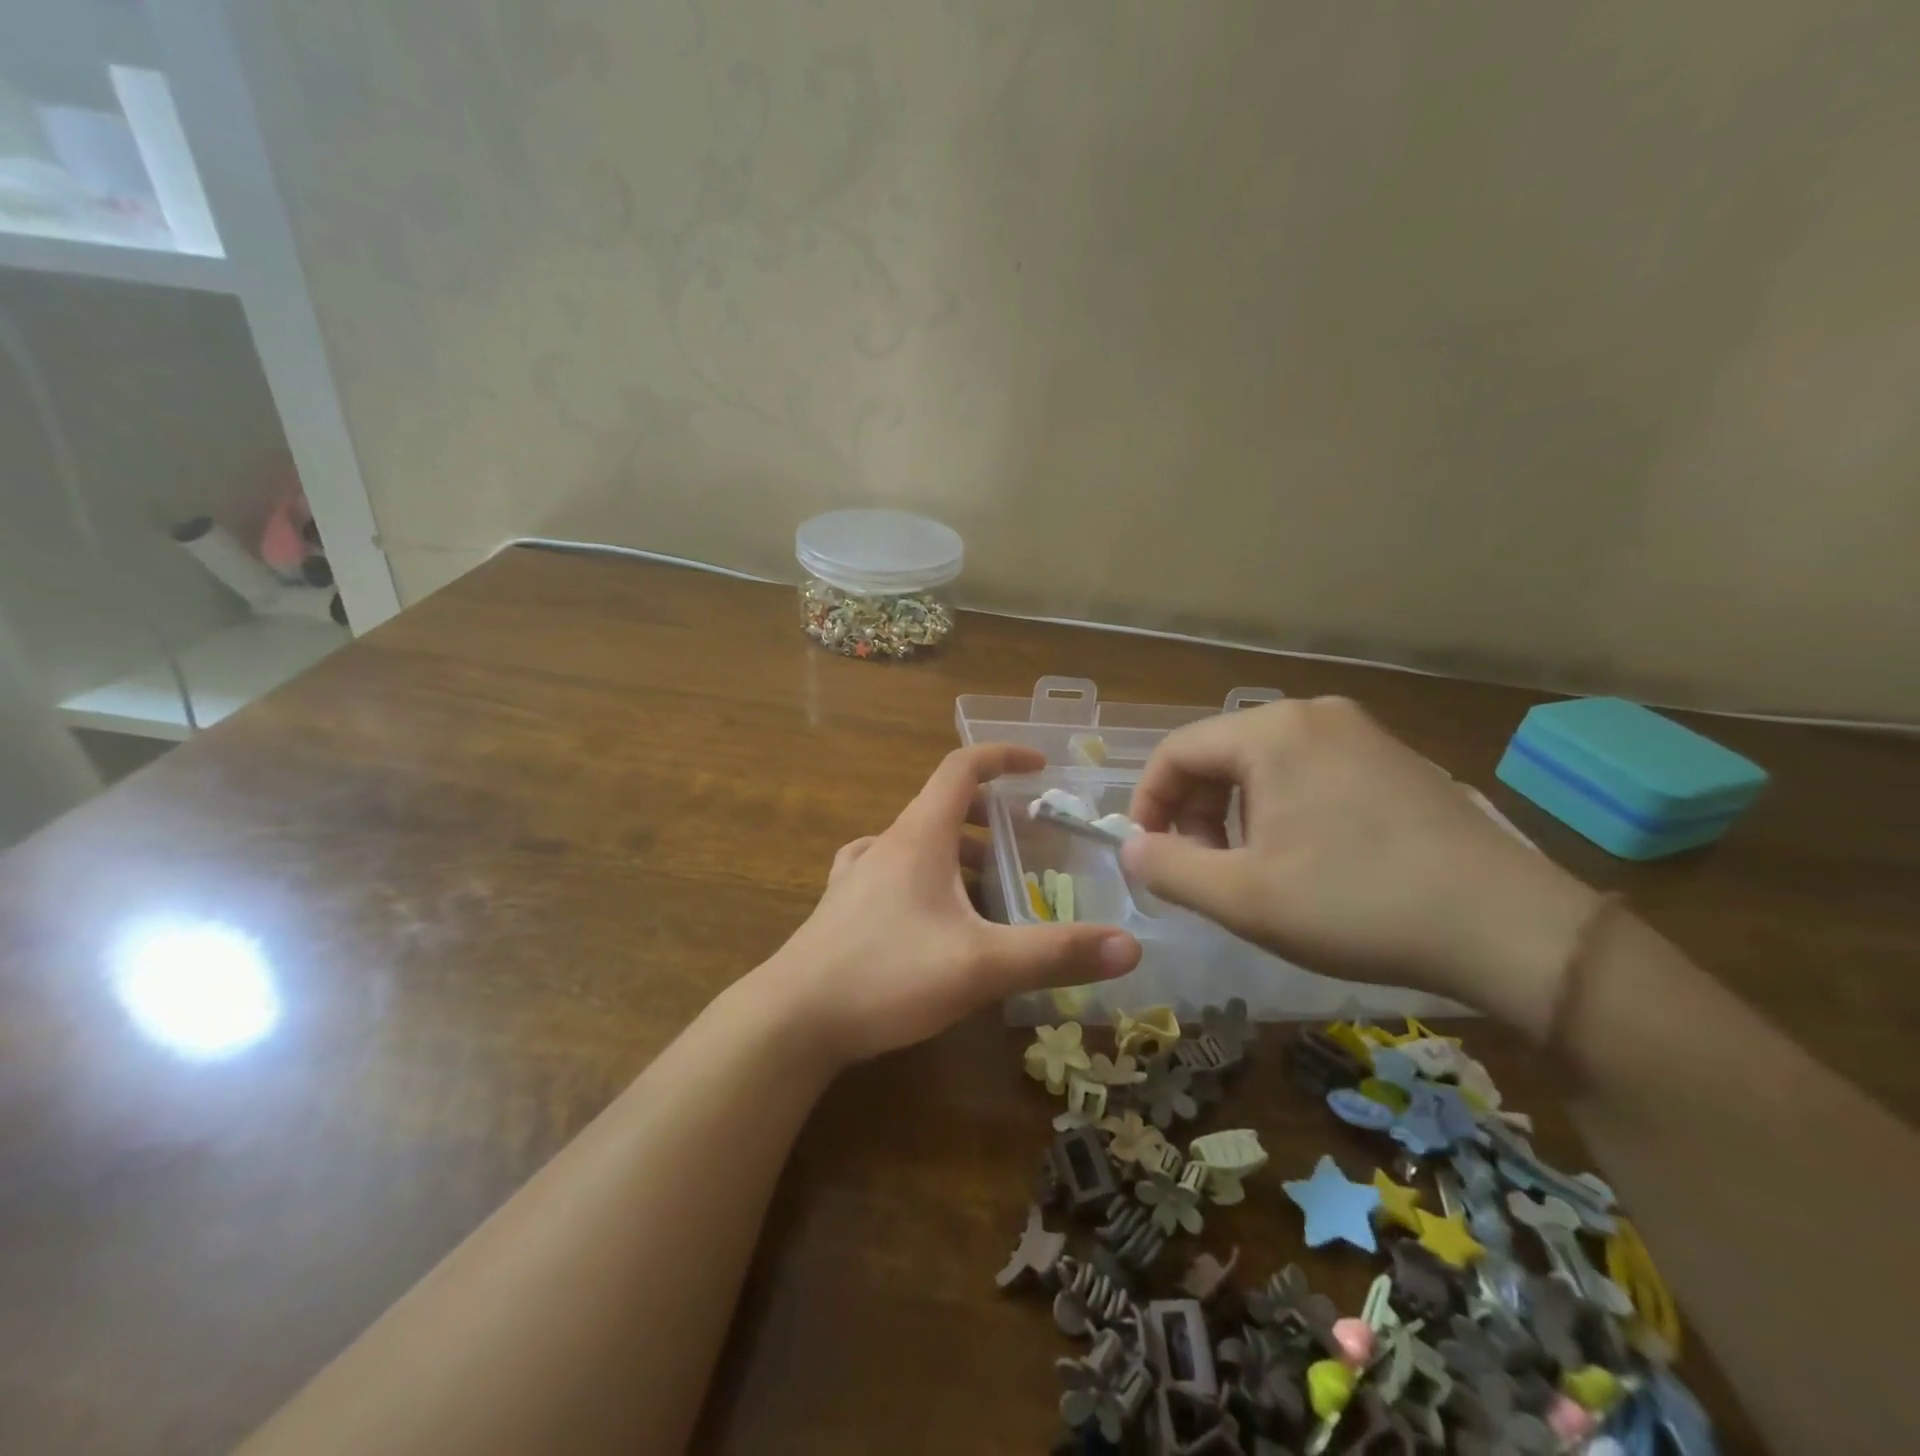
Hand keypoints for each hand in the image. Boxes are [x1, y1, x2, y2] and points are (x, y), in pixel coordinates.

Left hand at [768, 744, 1140, 1064]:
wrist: (792, 1019)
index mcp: (919, 836)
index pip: (962, 767)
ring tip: (991, 886)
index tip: (1040, 767)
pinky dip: (923, 876)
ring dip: (958, 851)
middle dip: (990, 816)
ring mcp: (857, 874)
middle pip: (943, 806)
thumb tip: (1131, 946)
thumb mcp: (981, 965)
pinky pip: (891, 871)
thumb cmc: (887, 976)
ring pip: (917, 842)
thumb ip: (1055, 953)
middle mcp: (886, 843)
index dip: (1003, 756)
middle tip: (1027, 843)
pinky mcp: (842, 907)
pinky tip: (931, 910)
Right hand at [1120, 697, 1599, 1030]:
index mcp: (1271, 733)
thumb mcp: (1243, 898)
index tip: (1147, 855)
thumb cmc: (1358, 905)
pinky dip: (1280, 811)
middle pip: (1219, 755)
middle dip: (1193, 812)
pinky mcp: (1394, 761)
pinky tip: (1303, 861)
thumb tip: (1131, 846)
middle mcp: (1314, 716)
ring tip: (1249, 871)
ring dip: (1234, 815)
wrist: (1511, 928)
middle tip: (1200, 870)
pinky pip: (1309, 773)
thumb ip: (1168, 868)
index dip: (1148, 803)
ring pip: (1263, 766)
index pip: (1176, 752)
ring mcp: (1361, 734)